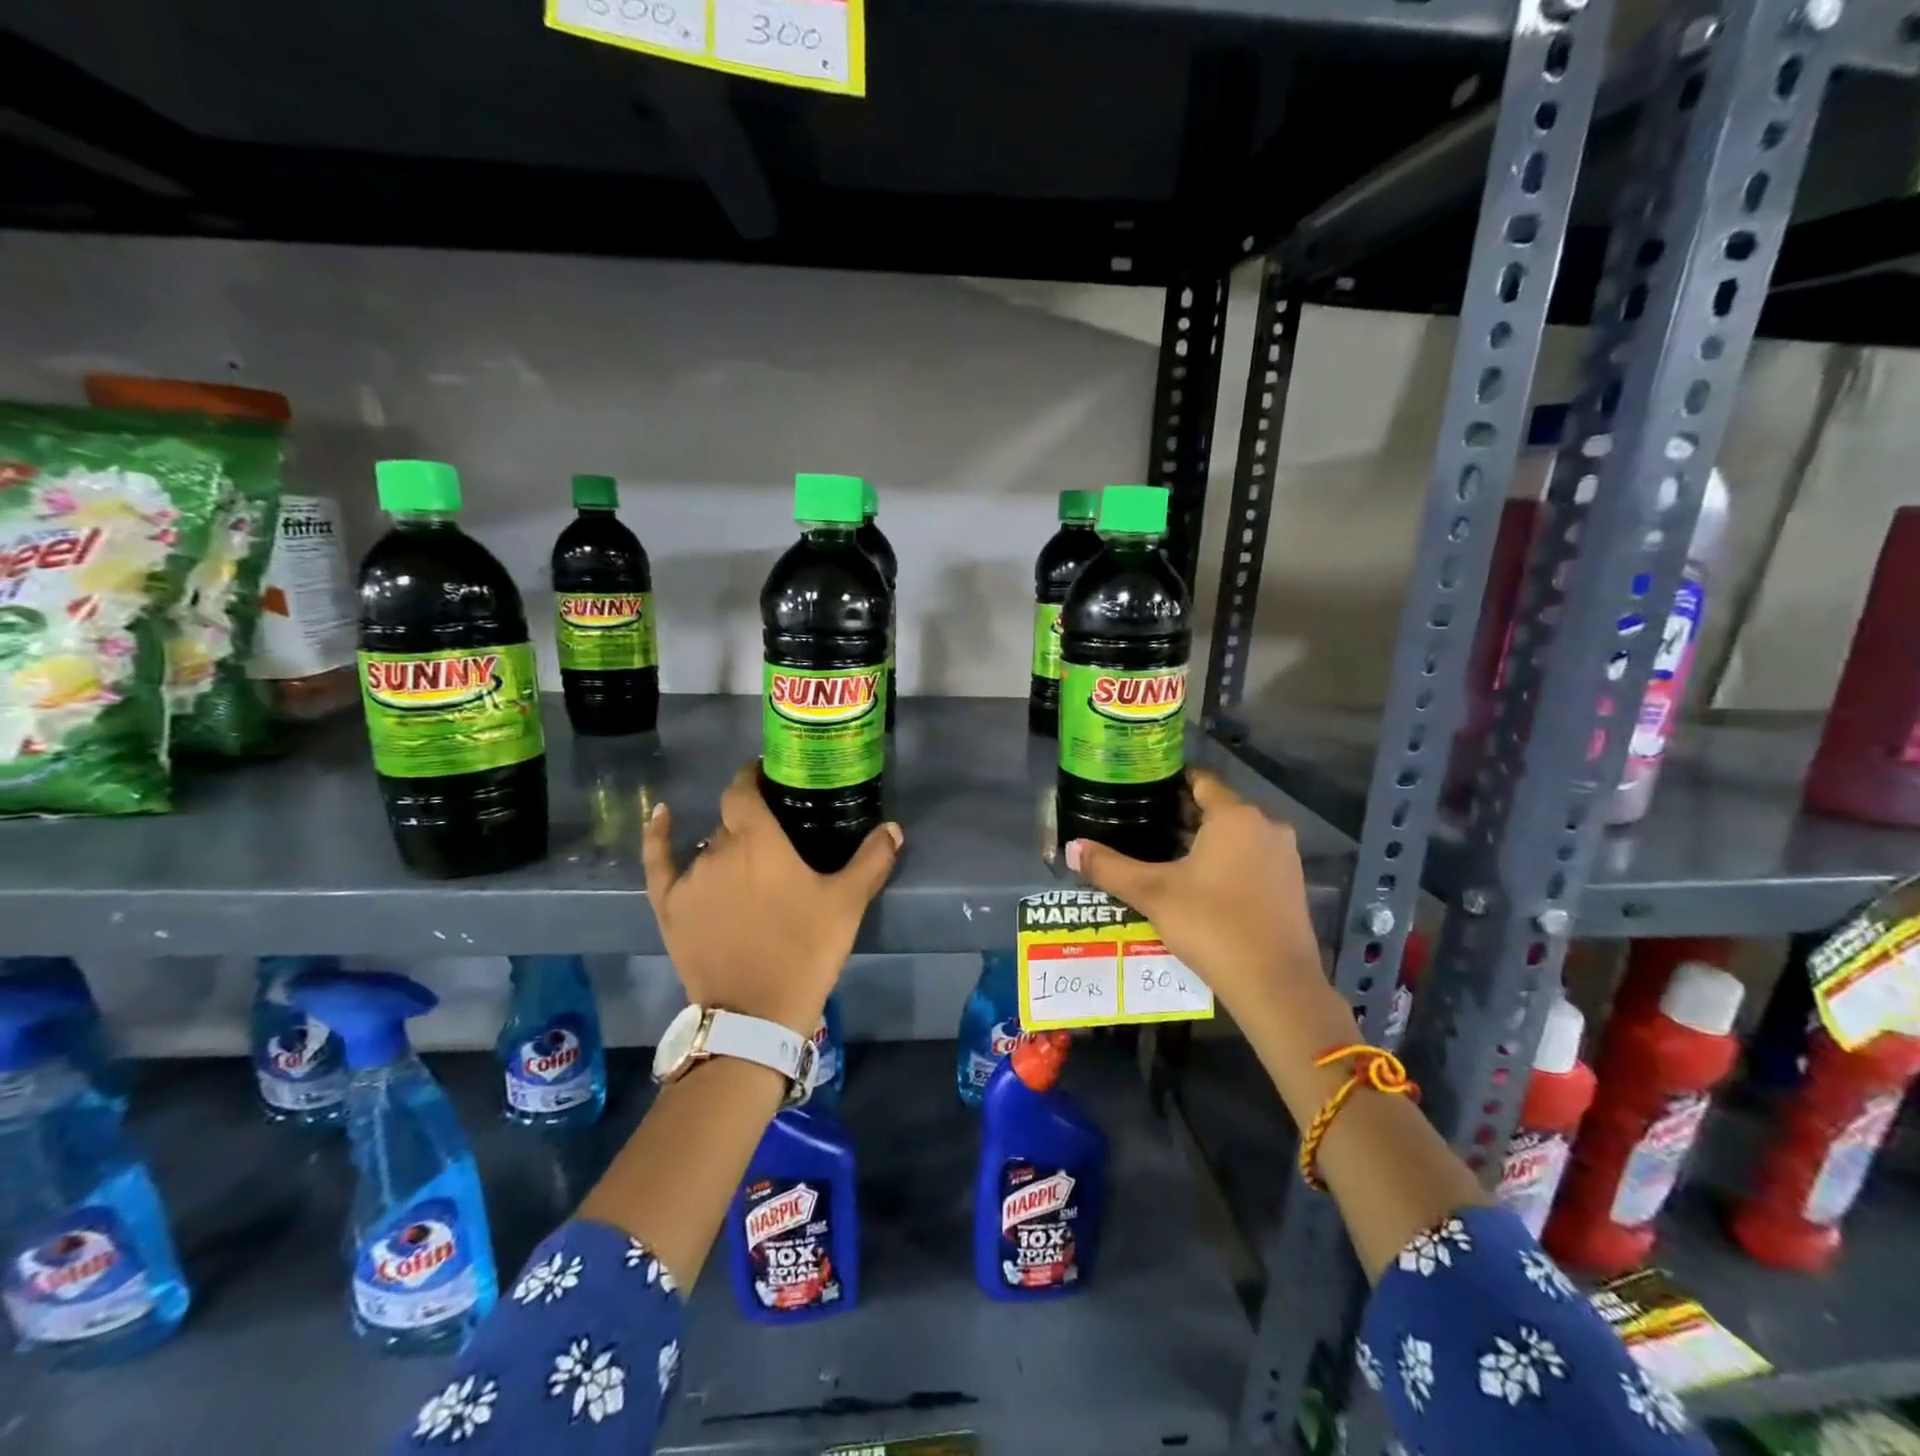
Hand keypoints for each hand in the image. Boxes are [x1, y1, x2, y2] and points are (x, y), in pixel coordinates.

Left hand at [641, 762, 901, 1035]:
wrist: (755, 1014)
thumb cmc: (804, 950)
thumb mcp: (846, 904)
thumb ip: (872, 860)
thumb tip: (894, 828)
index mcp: (757, 840)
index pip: (744, 790)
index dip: (754, 776)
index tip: (770, 775)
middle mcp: (718, 849)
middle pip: (731, 821)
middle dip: (752, 821)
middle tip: (778, 835)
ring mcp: (690, 879)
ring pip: (708, 846)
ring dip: (727, 846)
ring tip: (750, 861)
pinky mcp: (669, 907)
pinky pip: (659, 862)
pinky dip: (659, 837)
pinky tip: (661, 815)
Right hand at [1066, 770, 1348, 1038]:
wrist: (1275, 984)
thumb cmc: (1211, 924)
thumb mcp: (1153, 894)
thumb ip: (1110, 867)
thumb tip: (1071, 848)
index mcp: (1235, 816)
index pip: (1200, 780)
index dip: (1169, 782)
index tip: (1140, 791)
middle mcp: (1266, 826)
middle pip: (1218, 808)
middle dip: (1181, 816)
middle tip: (1142, 827)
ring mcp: (1285, 857)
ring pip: (1236, 836)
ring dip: (1204, 842)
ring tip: (1164, 857)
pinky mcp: (1293, 885)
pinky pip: (1252, 859)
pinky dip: (1226, 863)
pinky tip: (1199, 885)